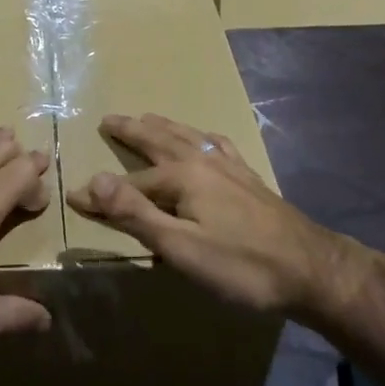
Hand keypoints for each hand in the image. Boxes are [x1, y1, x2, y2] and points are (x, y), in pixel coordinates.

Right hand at [66, 113, 356, 316]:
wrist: (311, 268)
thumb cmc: (241, 264)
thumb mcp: (180, 248)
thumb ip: (135, 213)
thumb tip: (91, 179)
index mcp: (182, 176)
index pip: (130, 183)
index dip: (101, 193)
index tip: (73, 196)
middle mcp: (202, 160)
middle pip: (158, 140)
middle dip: (131, 131)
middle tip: (109, 119)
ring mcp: (228, 165)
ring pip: (186, 136)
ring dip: (162, 126)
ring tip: (147, 118)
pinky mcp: (248, 176)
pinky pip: (217, 143)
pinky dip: (201, 136)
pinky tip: (206, 139)